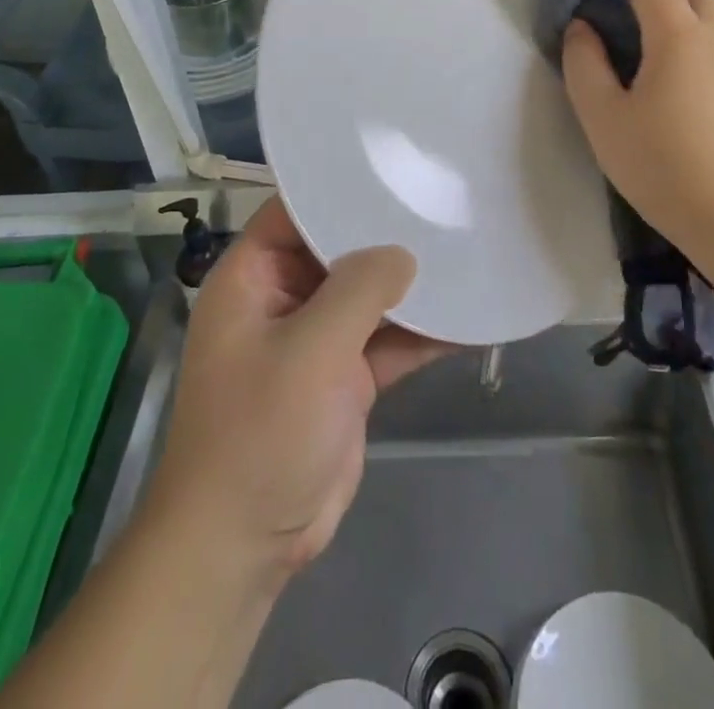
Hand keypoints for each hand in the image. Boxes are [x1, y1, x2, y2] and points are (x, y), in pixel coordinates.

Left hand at [146, 197, 451, 587]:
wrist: (245, 545)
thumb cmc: (260, 432)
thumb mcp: (310, 350)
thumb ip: (359, 290)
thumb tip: (403, 253)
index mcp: (253, 277)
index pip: (295, 210)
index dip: (338, 187)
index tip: (393, 167)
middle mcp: (283, 298)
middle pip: (339, 249)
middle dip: (386, 233)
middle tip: (442, 201)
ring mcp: (316, 339)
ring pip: (368, 296)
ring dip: (410, 285)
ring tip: (464, 248)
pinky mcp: (344, 378)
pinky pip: (386, 341)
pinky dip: (421, 332)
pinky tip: (468, 316)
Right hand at [561, 0, 713, 260]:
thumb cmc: (668, 170)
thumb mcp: (604, 120)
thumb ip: (583, 65)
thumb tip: (582, 27)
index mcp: (678, 34)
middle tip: (620, 16)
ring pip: (711, 17)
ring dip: (679, 16)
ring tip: (648, 58)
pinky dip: (699, 46)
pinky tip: (683, 93)